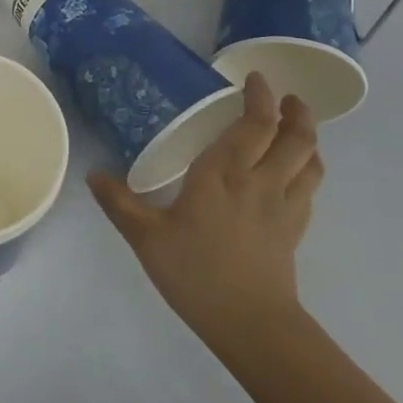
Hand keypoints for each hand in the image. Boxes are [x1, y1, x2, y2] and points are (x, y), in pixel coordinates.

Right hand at [88, 71, 322, 360]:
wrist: (249, 323)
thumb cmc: (195, 272)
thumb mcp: (146, 237)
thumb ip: (119, 203)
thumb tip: (92, 174)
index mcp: (224, 173)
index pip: (254, 124)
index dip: (260, 97)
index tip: (256, 79)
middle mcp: (261, 181)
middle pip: (295, 137)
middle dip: (295, 111)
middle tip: (284, 97)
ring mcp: (284, 206)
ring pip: (310, 161)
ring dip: (308, 138)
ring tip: (296, 127)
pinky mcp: (295, 230)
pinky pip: (310, 188)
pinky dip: (308, 170)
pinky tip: (294, 175)